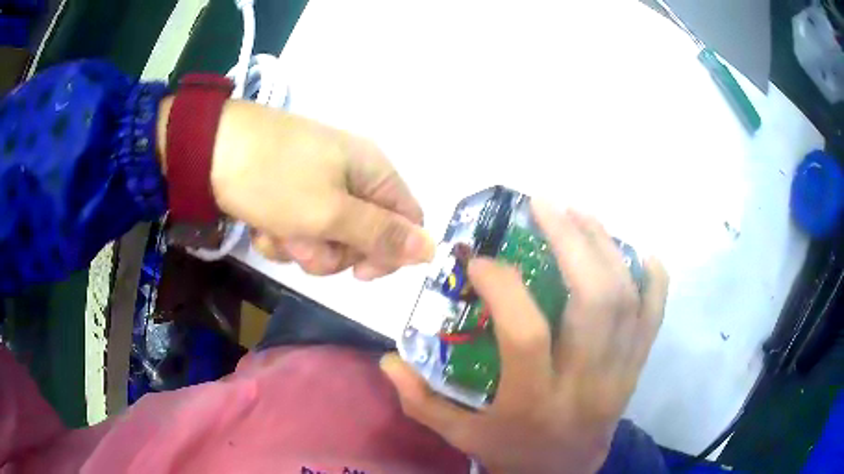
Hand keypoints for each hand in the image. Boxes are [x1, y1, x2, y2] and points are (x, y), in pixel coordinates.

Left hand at [200, 100, 433, 277]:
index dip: (389, 253)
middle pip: (365, 235)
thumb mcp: (330, 212)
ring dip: (302, 247)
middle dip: (333, 252)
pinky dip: (283, 237)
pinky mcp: (291, 192)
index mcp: (372, 171)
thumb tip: (433, 249)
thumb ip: (382, 234)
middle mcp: (352, 177)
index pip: (406, 222)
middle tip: (304, 244)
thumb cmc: (273, 178)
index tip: (358, 273)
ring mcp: (319, 184)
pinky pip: (301, 229)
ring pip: (329, 238)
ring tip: (277, 232)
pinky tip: (262, 227)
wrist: (209, 150)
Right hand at [380, 204, 668, 472]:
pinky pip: (656, 314)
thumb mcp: (461, 435)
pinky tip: (634, 249)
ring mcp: (621, 373)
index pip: (526, 334)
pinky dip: (652, 276)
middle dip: (572, 242)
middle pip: (595, 301)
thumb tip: (388, 360)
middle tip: (545, 205)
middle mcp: (586, 383)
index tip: (480, 258)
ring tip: (580, 212)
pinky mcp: (638, 367)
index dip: (503, 286)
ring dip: (605, 246)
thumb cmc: (513, 453)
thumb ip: (419, 401)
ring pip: (627, 299)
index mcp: (535, 402)